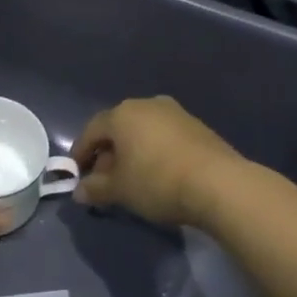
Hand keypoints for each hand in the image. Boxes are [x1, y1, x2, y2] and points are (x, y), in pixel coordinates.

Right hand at [71, 96, 243, 228]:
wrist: (219, 184)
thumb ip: (95, 188)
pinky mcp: (197, 127)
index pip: (92, 130)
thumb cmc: (157, 182)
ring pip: (143, 132)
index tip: (76, 173)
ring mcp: (176, 113)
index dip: (80, 153)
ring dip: (132, 153)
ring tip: (132, 179)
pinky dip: (154, 152)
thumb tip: (79, 192)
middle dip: (107, 154)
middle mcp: (147, 105)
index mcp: (122, 114)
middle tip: (103, 180)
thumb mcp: (119, 190)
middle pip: (118, 128)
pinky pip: (164, 137)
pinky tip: (158, 175)